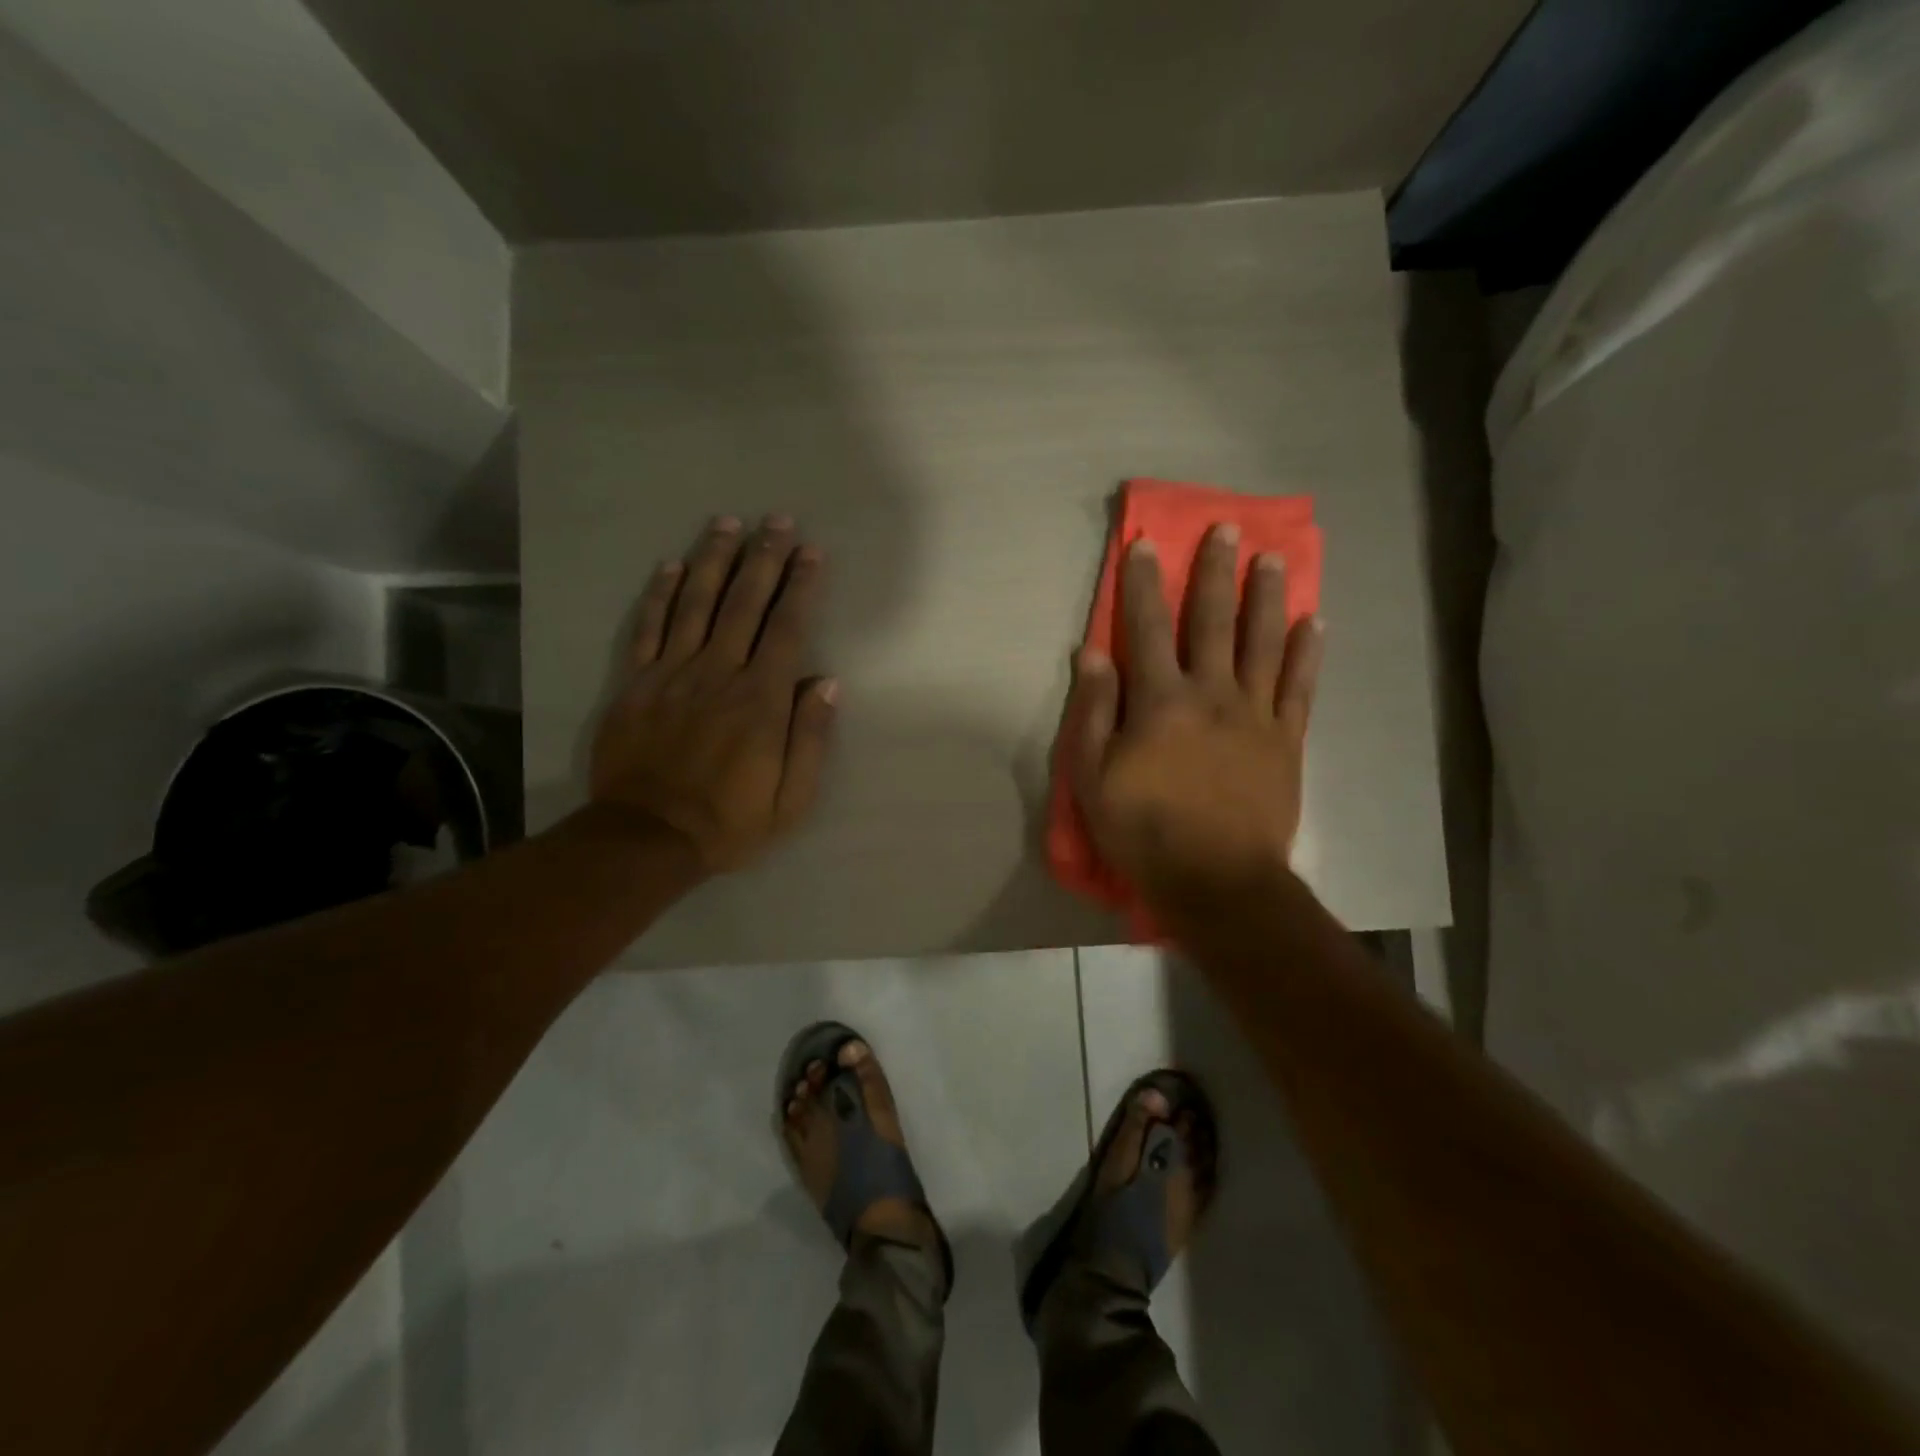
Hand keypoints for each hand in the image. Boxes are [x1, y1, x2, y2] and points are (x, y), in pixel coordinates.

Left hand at [589, 514, 835, 873]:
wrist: (647, 838)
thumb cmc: (730, 821)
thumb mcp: (792, 799)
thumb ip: (810, 738)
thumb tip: (827, 682)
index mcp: (760, 700)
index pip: (786, 628)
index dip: (800, 586)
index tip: (811, 552)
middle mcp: (718, 673)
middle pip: (743, 603)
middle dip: (764, 558)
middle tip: (777, 520)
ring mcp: (672, 674)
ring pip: (696, 603)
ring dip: (714, 560)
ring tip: (728, 523)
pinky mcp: (635, 684)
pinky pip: (648, 628)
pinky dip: (659, 593)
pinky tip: (671, 564)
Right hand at [1062, 525, 1323, 905]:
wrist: (1218, 882)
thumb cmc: (1144, 831)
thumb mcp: (1093, 778)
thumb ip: (1092, 711)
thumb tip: (1092, 653)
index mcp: (1160, 701)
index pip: (1147, 628)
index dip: (1144, 584)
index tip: (1146, 544)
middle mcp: (1211, 693)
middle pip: (1214, 621)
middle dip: (1216, 572)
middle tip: (1227, 529)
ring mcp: (1256, 715)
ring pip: (1263, 642)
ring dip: (1266, 597)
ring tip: (1273, 558)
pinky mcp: (1287, 741)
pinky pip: (1299, 687)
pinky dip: (1306, 652)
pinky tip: (1313, 622)